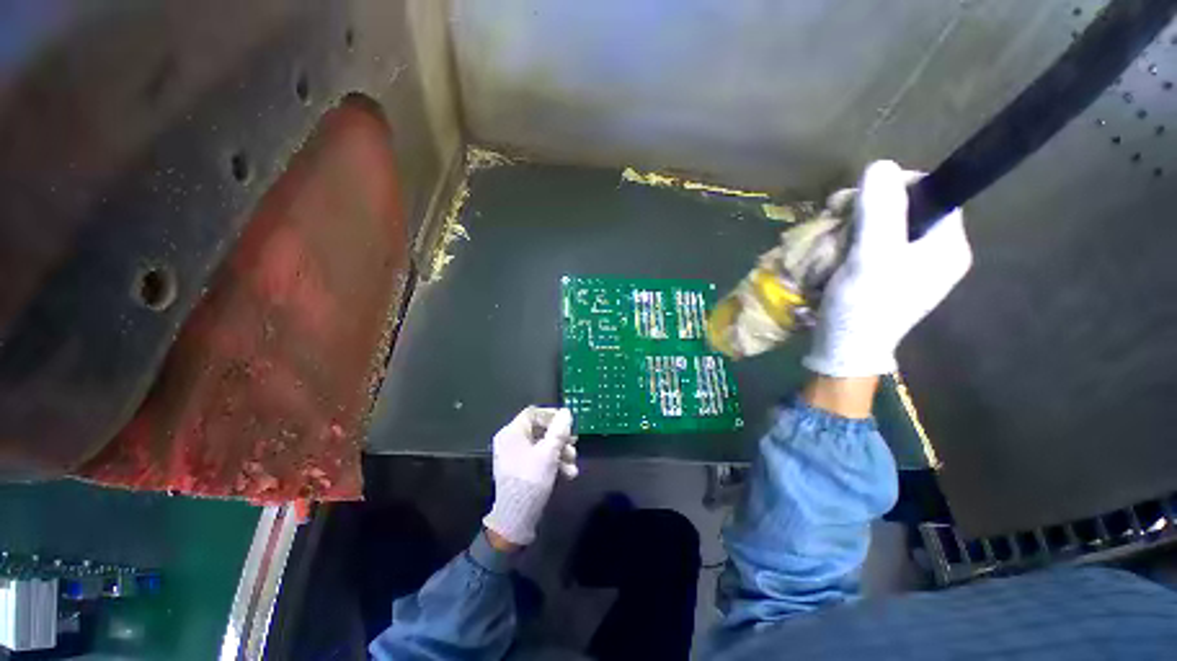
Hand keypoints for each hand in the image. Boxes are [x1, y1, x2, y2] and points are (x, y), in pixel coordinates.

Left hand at [482, 407, 577, 546]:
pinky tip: (568, 474)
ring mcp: (516, 456)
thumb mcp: (549, 453)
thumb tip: (566, 412)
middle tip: (574, 443)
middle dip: (560, 438)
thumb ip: (559, 430)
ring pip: (543, 445)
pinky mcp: (522, 470)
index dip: (552, 415)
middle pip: (540, 429)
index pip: (533, 413)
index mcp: (512, 433)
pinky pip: (539, 458)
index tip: (568, 423)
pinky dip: (553, 463)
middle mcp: (511, 441)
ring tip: (573, 463)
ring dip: (560, 452)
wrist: (516, 519)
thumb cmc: (531, 480)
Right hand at [804, 160, 971, 377]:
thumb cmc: (863, 307)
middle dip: (868, 209)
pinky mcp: (888, 275)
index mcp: (947, 245)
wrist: (844, 349)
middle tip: (837, 220)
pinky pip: (873, 244)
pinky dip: (851, 241)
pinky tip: (834, 251)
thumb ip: (879, 212)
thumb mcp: (871, 258)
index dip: (895, 187)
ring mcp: (911, 265)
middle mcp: (935, 252)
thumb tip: (881, 165)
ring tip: (830, 239)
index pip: (932, 193)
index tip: (858, 200)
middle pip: (906, 208)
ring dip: (854, 226)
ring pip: (884, 225)